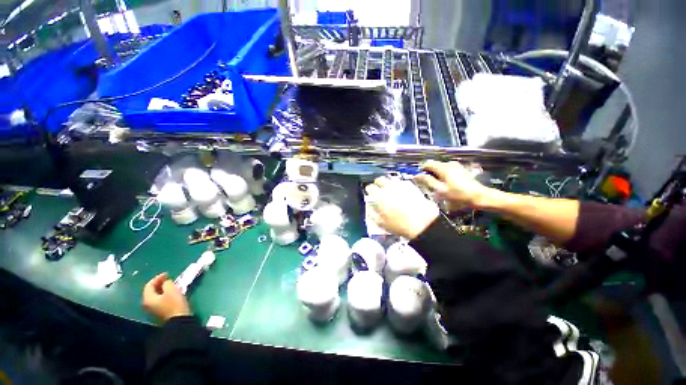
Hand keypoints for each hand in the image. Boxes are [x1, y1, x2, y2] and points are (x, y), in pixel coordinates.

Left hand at [142, 273, 190, 321]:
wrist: (178, 320)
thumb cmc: (174, 304)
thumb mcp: (172, 290)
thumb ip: (167, 283)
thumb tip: (166, 283)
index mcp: (148, 298)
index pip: (149, 285)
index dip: (157, 278)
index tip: (167, 274)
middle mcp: (147, 304)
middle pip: (151, 291)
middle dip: (159, 283)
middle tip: (168, 278)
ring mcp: (153, 309)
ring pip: (156, 296)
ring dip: (162, 289)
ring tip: (172, 285)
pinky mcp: (160, 312)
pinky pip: (160, 300)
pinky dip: (165, 294)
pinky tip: (172, 293)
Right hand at [365, 177, 438, 239]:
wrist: (422, 223)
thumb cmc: (400, 225)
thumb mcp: (381, 223)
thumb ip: (372, 214)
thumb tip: (370, 208)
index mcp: (379, 196)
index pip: (370, 187)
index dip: (369, 190)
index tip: (370, 193)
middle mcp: (388, 188)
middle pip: (379, 179)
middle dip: (378, 183)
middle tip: (379, 190)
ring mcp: (400, 185)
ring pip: (390, 179)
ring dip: (388, 183)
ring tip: (389, 190)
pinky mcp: (410, 186)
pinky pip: (401, 182)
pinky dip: (398, 185)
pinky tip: (400, 192)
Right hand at [414, 160, 494, 209]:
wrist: (479, 196)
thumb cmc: (458, 195)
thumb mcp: (440, 190)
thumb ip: (427, 181)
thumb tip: (416, 175)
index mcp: (443, 168)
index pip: (427, 163)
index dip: (421, 170)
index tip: (421, 179)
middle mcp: (449, 163)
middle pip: (433, 165)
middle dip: (429, 173)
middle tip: (429, 185)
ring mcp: (456, 166)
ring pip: (440, 167)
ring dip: (436, 174)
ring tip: (438, 186)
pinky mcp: (460, 169)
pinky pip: (446, 169)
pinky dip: (443, 175)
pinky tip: (446, 184)